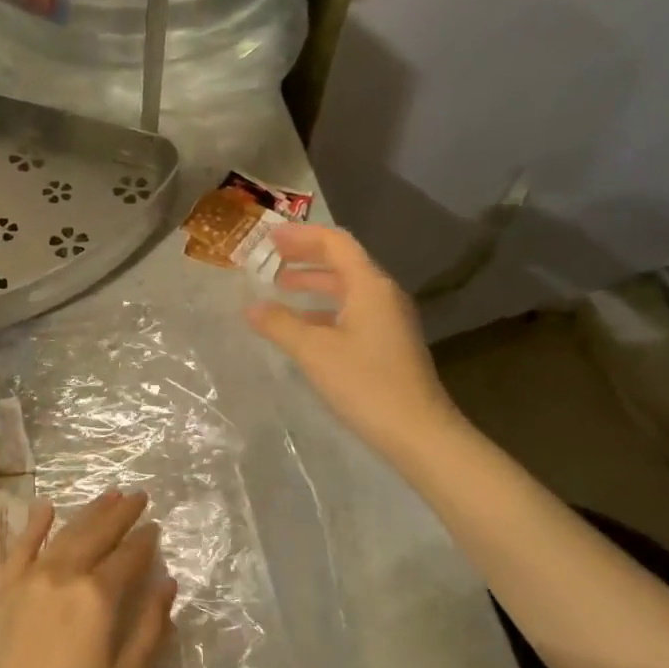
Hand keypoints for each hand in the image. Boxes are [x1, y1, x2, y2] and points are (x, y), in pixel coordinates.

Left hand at [0, 491, 174, 667]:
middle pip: (97, 534)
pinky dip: (34, 524)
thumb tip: (167, 584)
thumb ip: (148, 629)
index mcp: (96, 598)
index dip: (145, 541)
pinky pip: (20, 546)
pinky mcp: (3, 589)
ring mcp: (29, 579)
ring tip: (108, 494)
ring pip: (65, 534)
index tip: (156, 527)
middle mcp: (63, 576)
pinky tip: (45, 507)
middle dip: (120, 513)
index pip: (128, 558)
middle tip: (137, 496)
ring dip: (88, 512)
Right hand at [246, 223, 465, 463]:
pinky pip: (351, 311)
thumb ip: (280, 324)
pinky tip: (302, 326)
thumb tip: (251, 307)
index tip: (269, 237)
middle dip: (305, 257)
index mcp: (369, 286)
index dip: (301, 236)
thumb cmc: (365, 383)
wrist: (417, 431)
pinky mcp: (387, 343)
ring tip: (280, 288)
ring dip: (313, 284)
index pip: (335, 244)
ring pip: (346, 289)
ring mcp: (388, 320)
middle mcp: (382, 295)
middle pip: (342, 262)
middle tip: (269, 258)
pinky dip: (323, 309)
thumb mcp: (314, 351)